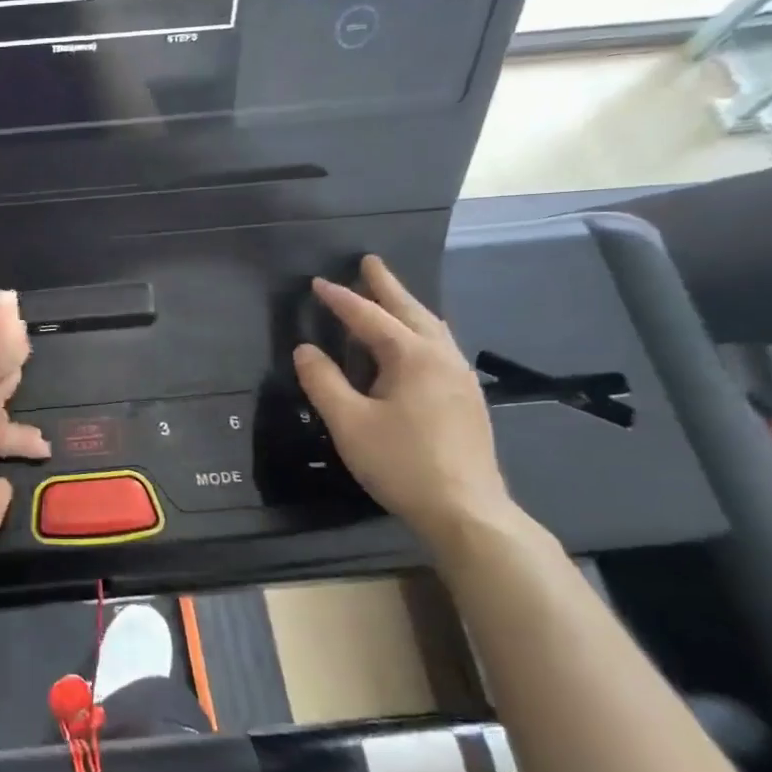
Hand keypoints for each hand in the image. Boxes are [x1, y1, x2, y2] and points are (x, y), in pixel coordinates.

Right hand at [293, 255, 515, 539]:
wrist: (465, 509)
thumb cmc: (401, 462)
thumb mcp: (348, 422)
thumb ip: (323, 382)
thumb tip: (305, 349)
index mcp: (413, 357)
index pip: (370, 318)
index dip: (341, 299)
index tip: (317, 282)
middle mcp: (442, 357)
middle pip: (411, 311)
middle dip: (387, 286)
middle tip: (369, 262)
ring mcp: (460, 377)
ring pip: (432, 327)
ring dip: (408, 306)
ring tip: (391, 295)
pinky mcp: (466, 397)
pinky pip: (440, 346)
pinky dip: (421, 330)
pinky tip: (414, 342)